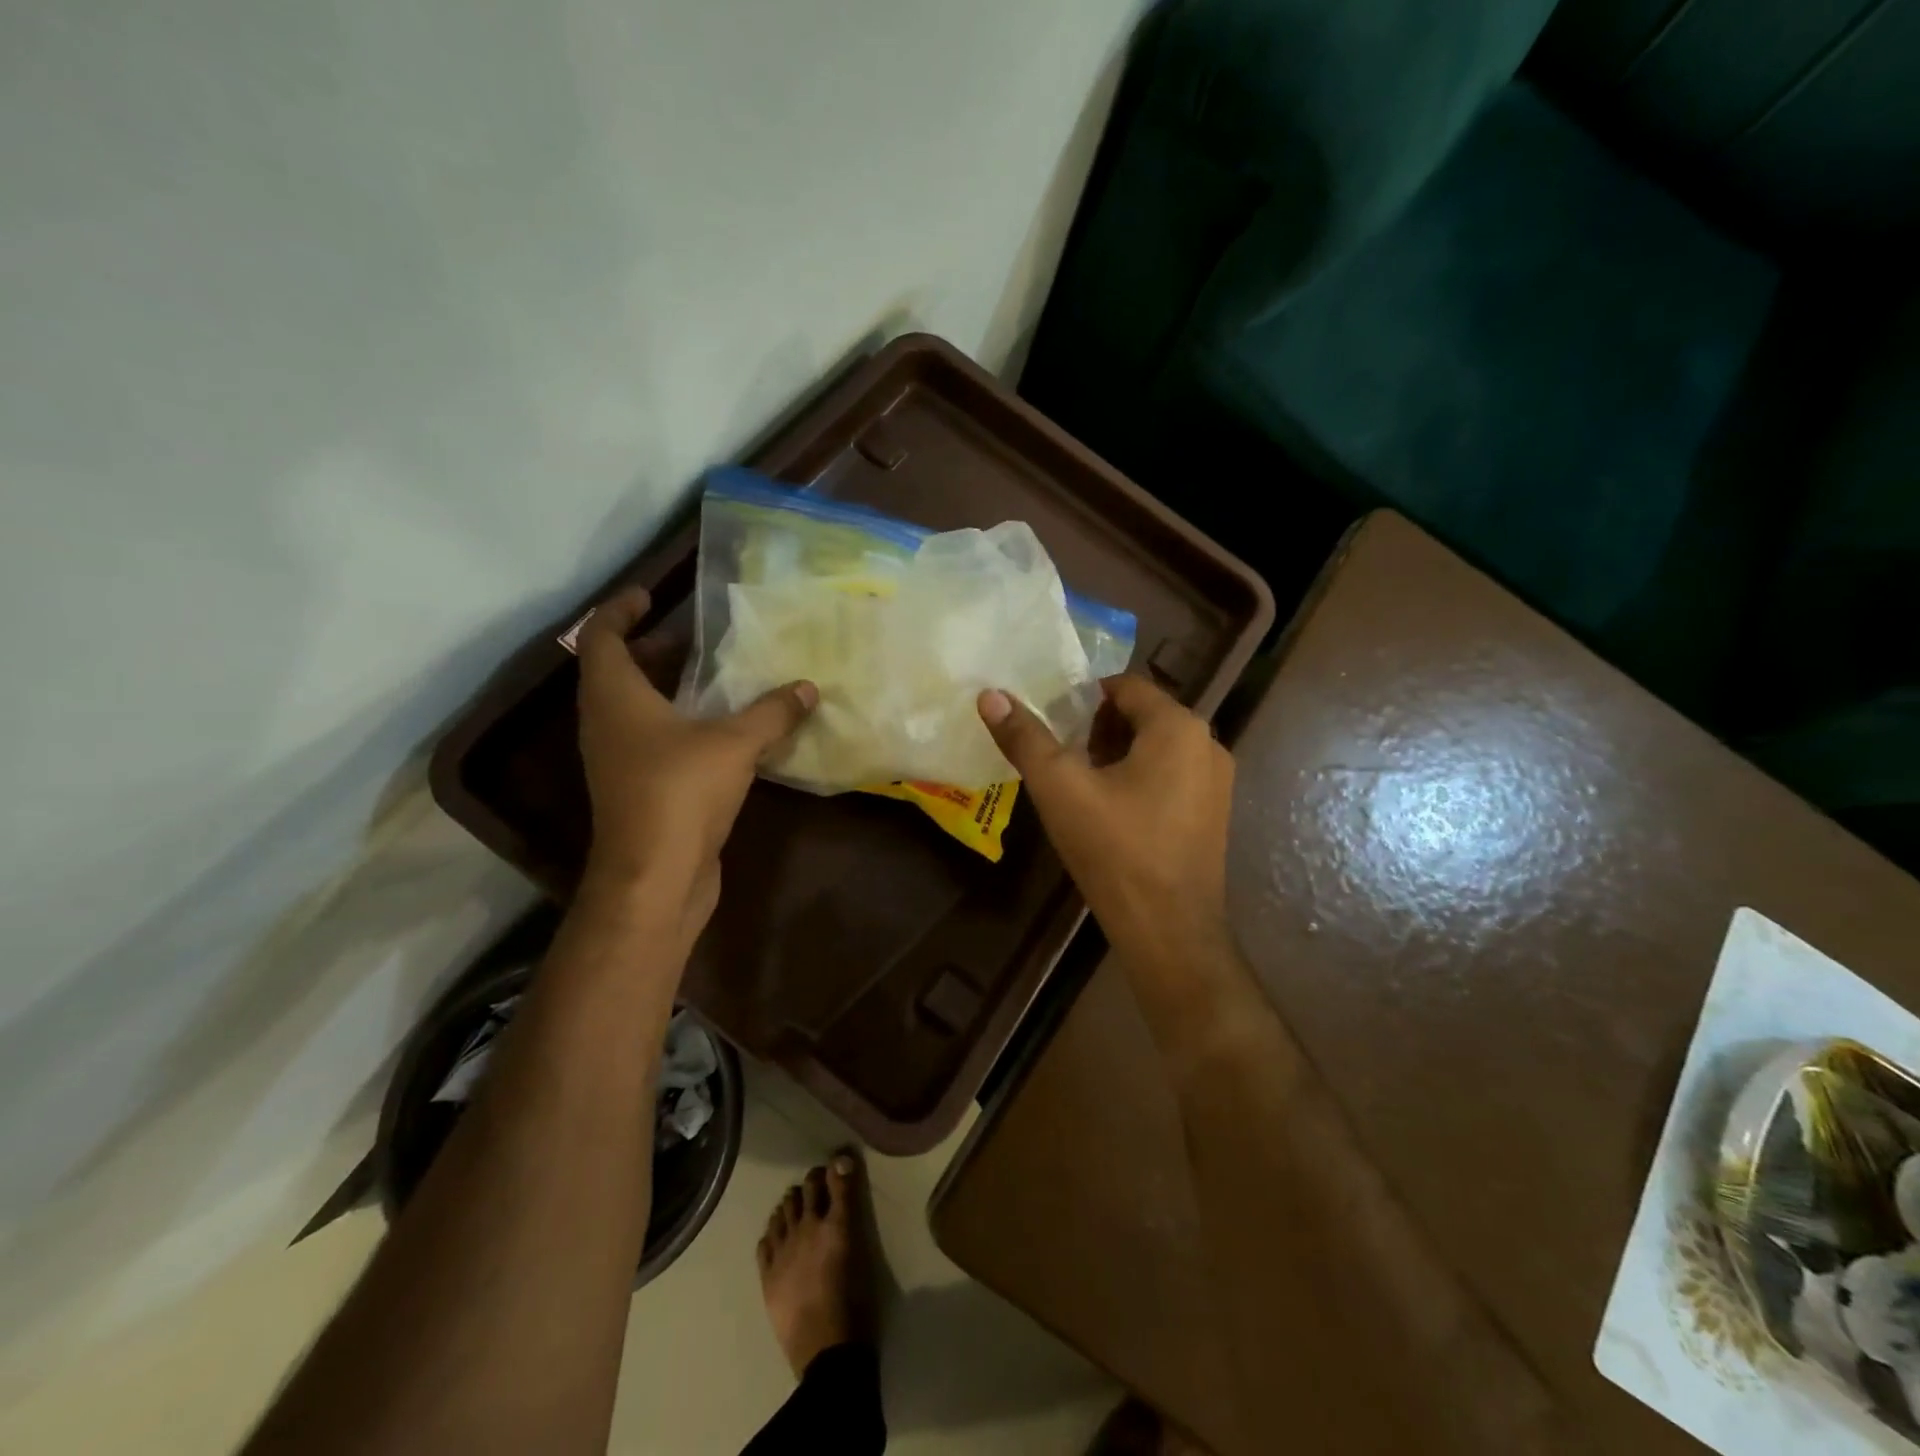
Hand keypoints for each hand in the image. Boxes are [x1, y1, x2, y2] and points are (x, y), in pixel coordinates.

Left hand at [576, 587, 815, 943]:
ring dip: (670, 688)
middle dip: (655, 648)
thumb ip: (772, 713)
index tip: (651, 594)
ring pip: (638, 708)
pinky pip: (655, 740)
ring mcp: (620, 759)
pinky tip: (724, 729)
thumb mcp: (735, 744)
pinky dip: (682, 723)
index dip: (620, 610)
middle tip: (697, 636)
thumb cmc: (680, 793)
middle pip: (620, 671)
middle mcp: (607, 723)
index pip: (601, 637)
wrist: (655, 877)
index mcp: (616, 697)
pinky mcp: (639, 788)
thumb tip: (807, 688)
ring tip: (716, 676)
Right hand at [978, 675, 1235, 987]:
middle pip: (1143, 715)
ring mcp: (1217, 782)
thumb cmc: (1114, 849)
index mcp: (1178, 727)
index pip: (1126, 686)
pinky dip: (1140, 778)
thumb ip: (1025, 738)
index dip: (1084, 697)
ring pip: (1157, 747)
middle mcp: (1207, 744)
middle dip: (1098, 726)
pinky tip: (1109, 809)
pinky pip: (1172, 776)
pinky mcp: (1214, 814)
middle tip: (1059, 751)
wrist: (1168, 930)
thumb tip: (990, 695)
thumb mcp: (1060, 788)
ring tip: (1078, 780)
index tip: (1051, 718)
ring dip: (1117, 753)